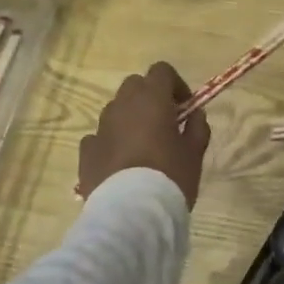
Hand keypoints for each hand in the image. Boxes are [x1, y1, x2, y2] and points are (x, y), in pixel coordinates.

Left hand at [79, 63, 210, 206]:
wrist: (130, 213)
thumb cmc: (169, 177)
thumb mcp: (195, 153)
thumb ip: (197, 127)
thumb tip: (195, 114)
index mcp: (151, 99)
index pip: (161, 70)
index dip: (175, 84)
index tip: (184, 107)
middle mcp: (122, 106)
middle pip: (134, 85)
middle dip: (149, 97)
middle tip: (164, 122)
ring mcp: (100, 128)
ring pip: (115, 110)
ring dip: (129, 119)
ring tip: (142, 146)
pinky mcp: (86, 151)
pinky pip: (99, 136)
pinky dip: (111, 142)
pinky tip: (121, 163)